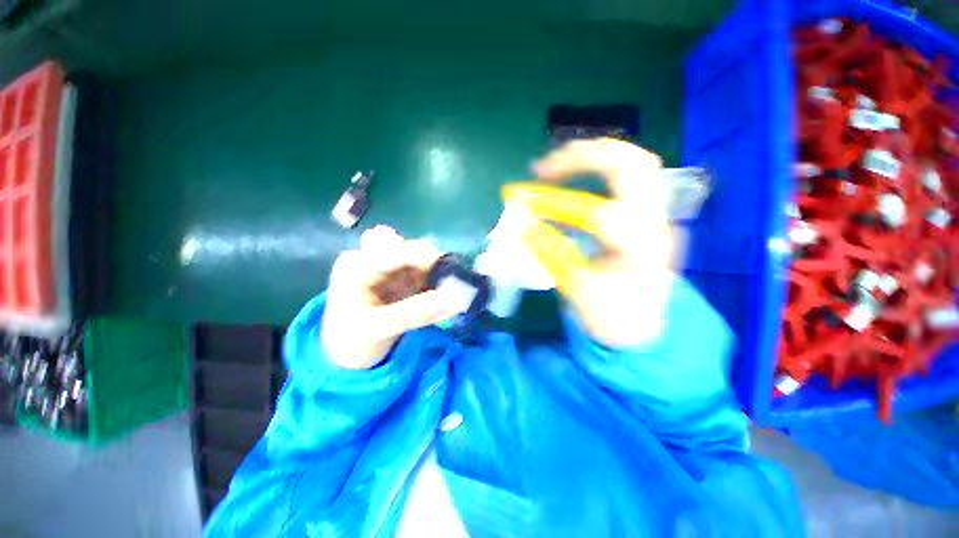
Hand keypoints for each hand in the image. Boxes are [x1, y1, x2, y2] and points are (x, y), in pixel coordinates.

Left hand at [320, 226, 448, 369]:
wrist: (343, 356)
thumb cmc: (351, 341)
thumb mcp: (380, 328)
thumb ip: (416, 313)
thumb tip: (454, 299)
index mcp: (358, 265)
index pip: (398, 251)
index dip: (428, 259)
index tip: (454, 275)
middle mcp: (372, 258)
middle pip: (412, 251)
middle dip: (436, 266)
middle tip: (454, 287)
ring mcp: (387, 267)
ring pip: (421, 261)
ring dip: (438, 275)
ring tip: (449, 293)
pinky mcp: (398, 278)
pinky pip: (422, 274)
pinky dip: (435, 282)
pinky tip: (440, 294)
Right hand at [532, 138, 676, 347]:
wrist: (642, 326)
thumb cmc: (612, 316)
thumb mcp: (578, 291)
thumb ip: (552, 255)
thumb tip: (525, 226)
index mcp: (639, 249)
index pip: (599, 215)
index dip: (557, 204)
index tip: (523, 202)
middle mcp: (654, 223)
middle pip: (632, 166)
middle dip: (584, 157)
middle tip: (544, 167)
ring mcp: (656, 215)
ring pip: (637, 162)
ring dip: (595, 153)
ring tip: (558, 162)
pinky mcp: (648, 214)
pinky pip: (632, 173)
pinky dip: (602, 164)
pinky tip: (578, 172)